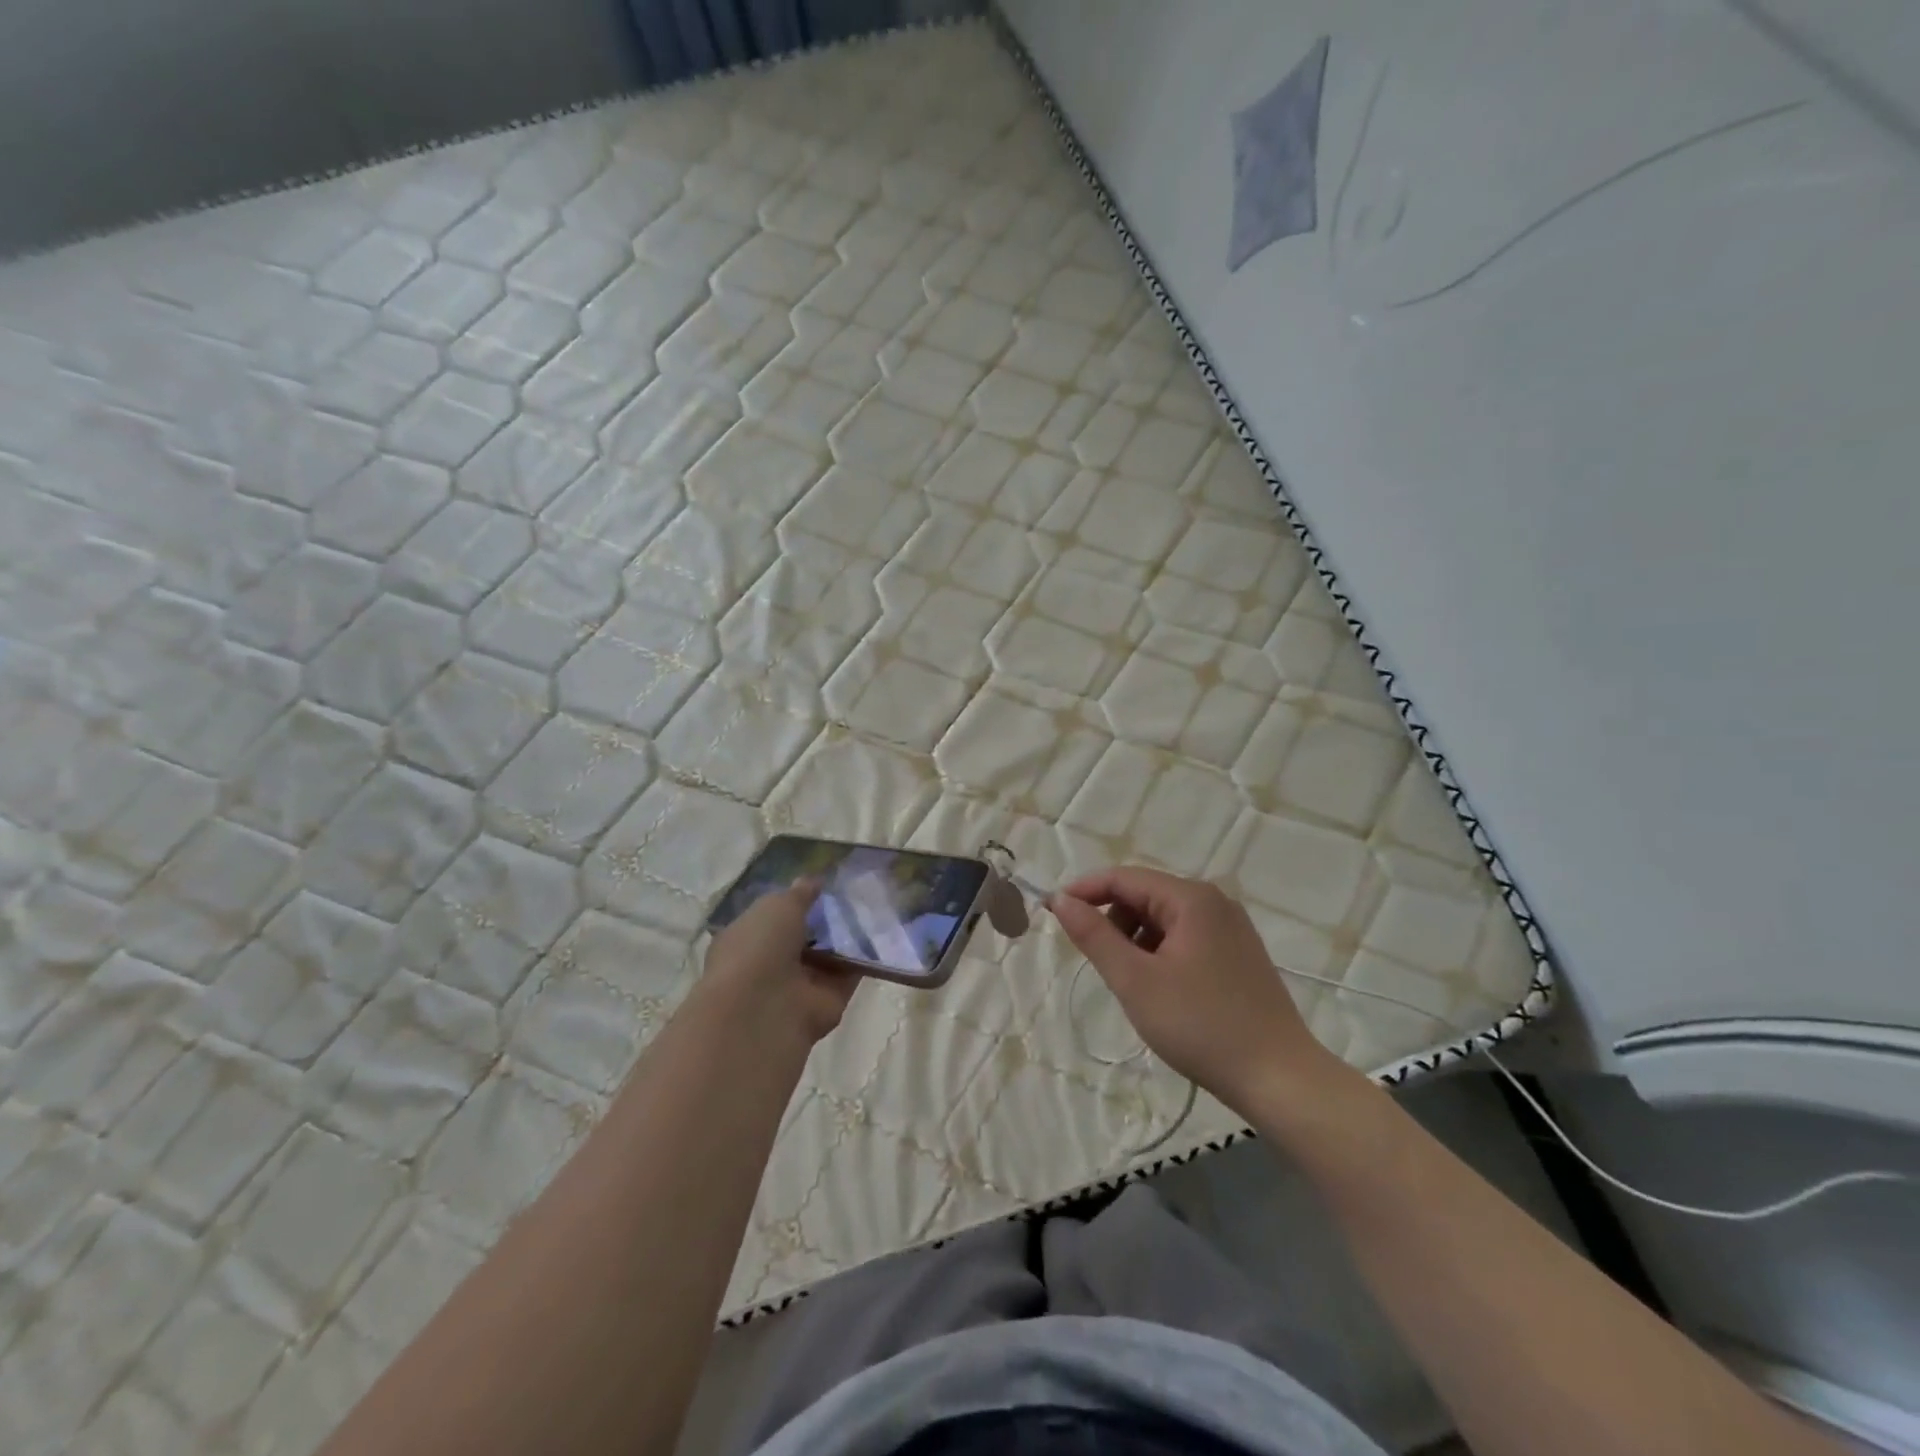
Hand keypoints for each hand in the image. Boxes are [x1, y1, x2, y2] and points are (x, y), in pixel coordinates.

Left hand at [697, 881, 859, 1045]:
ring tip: (875, 908)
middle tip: (855, 893)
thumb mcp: (777, 906)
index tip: (822, 885)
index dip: (795, 901)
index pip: (772, 917)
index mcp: (747, 938)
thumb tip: (812, 880)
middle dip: (826, 919)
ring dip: (848, 938)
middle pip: (804, 937)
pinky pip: (849, 974)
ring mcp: (800, 985)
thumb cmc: (759, 947)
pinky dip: (864, 959)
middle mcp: (771, 963)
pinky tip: (882, 934)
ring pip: (829, 956)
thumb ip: (799, 894)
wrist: (765, 1008)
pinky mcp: (828, 1000)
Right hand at [1051, 867, 1343, 1111]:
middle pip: (1145, 894)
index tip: (1051, 912)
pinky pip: (1185, 936)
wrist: (1280, 1079)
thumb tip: (1060, 899)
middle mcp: (1214, 901)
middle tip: (1097, 962)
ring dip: (1135, 939)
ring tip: (1130, 982)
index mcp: (1191, 898)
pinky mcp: (1238, 953)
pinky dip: (1160, 952)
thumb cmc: (1201, 1026)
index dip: (1084, 891)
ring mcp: (1231, 927)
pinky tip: (1160, 989)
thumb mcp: (1135, 981)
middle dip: (1112, 920)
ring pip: (1164, 918)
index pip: (1123, 877)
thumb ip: (1094, 935)